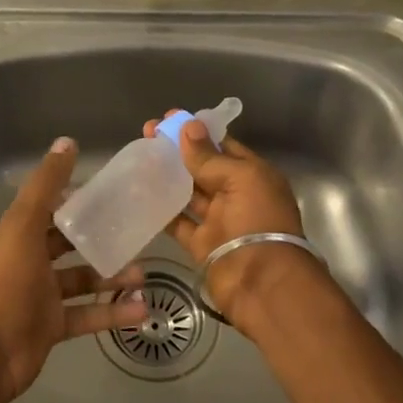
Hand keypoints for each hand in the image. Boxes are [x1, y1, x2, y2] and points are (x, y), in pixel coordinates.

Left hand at [0, 136, 145, 402]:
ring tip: (144, 275)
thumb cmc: (8, 281)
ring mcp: (43, 295)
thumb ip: (46, 185)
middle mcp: (33, 260)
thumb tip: (67, 141)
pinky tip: (142, 310)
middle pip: (71, 244)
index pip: (54, 208)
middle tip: (137, 234)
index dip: (80, 200)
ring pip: (84, 279)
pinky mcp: (54, 326)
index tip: (114, 194)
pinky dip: (114, 312)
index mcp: (23, 233)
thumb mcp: (25, 225)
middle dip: (103, 239)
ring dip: (113, 276)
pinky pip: (89, 314)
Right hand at [141, 113, 309, 322]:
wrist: (263, 283)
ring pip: (189, 192)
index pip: (223, 146)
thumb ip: (209, 157)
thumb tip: (188, 126)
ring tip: (139, 156)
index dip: (198, 131)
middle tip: (147, 132)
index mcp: (254, 175)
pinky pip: (178, 221)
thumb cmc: (258, 221)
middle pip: (204, 167)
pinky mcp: (201, 243)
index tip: (170, 118)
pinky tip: (139, 192)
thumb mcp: (240, 180)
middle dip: (178, 150)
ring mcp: (219, 220)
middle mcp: (237, 195)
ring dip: (166, 176)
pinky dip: (161, 209)